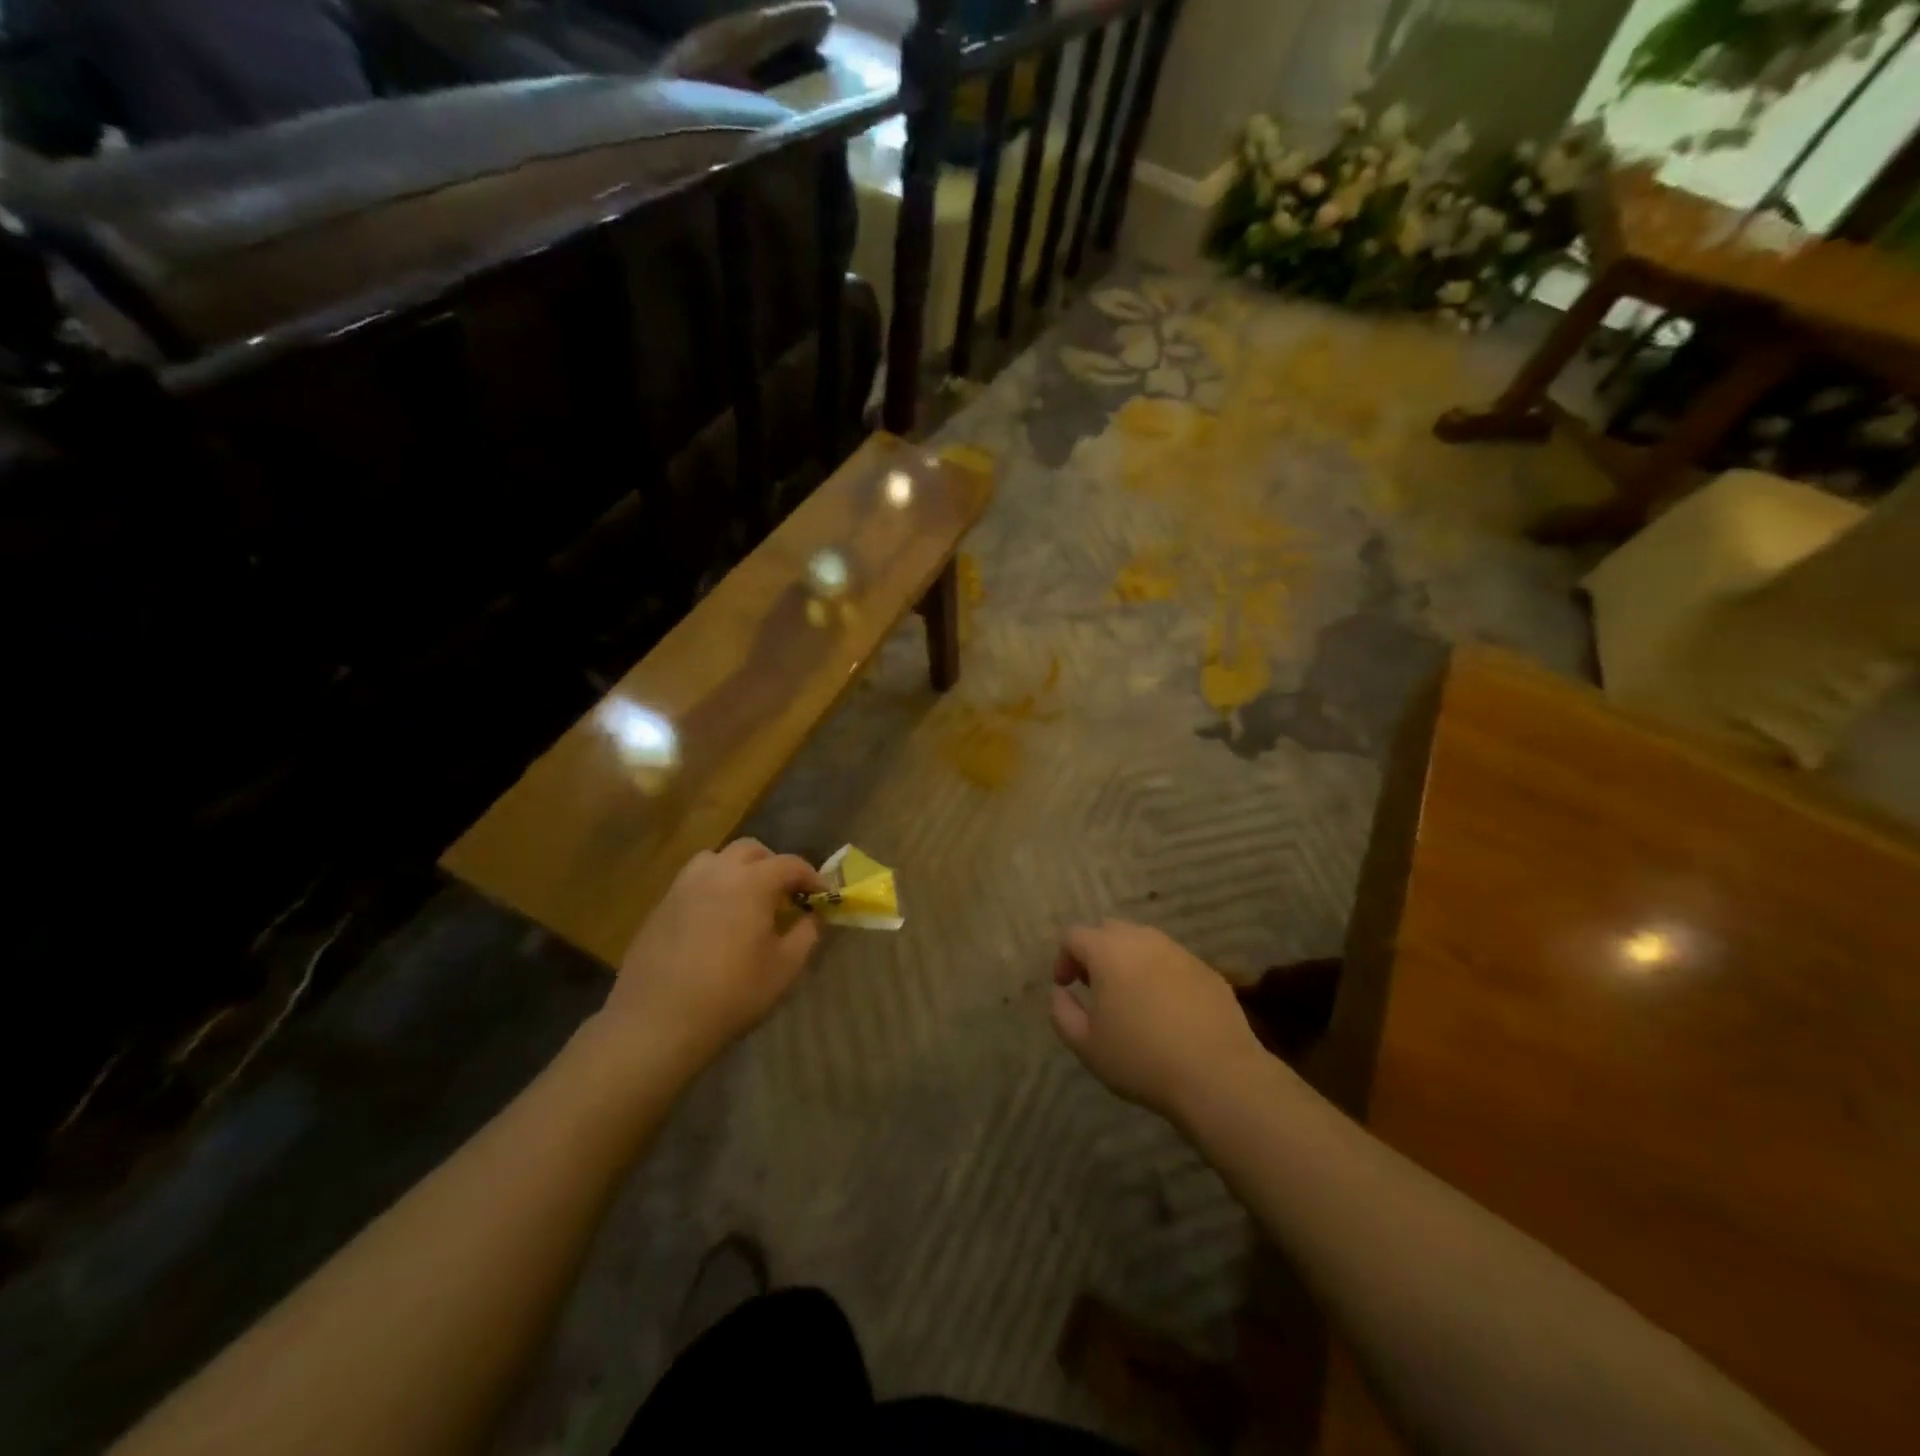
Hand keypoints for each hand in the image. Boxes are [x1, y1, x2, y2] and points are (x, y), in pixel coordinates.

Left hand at [600, 839, 824, 1073]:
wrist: (657, 1022)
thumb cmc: (732, 993)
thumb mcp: (784, 968)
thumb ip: (807, 934)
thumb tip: (813, 915)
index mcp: (752, 882)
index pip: (790, 864)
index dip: (811, 876)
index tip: (821, 895)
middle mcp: (717, 872)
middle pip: (751, 850)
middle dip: (773, 865)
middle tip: (784, 895)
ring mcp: (684, 886)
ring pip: (717, 859)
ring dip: (738, 870)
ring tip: (746, 900)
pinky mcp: (661, 905)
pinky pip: (693, 881)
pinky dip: (712, 887)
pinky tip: (715, 920)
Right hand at [1050, 920, 1264, 1120]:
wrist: (1218, 1076)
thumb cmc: (1141, 1059)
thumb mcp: (1086, 1045)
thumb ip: (1062, 1012)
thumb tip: (1060, 992)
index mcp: (1109, 951)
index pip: (1075, 935)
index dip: (1063, 958)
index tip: (1066, 987)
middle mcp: (1143, 940)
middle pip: (1109, 930)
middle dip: (1095, 952)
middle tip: (1095, 987)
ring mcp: (1179, 952)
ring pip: (1144, 942)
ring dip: (1129, 960)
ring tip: (1131, 998)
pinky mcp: (1207, 970)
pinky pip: (1172, 961)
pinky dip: (1159, 974)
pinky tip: (1166, 1010)